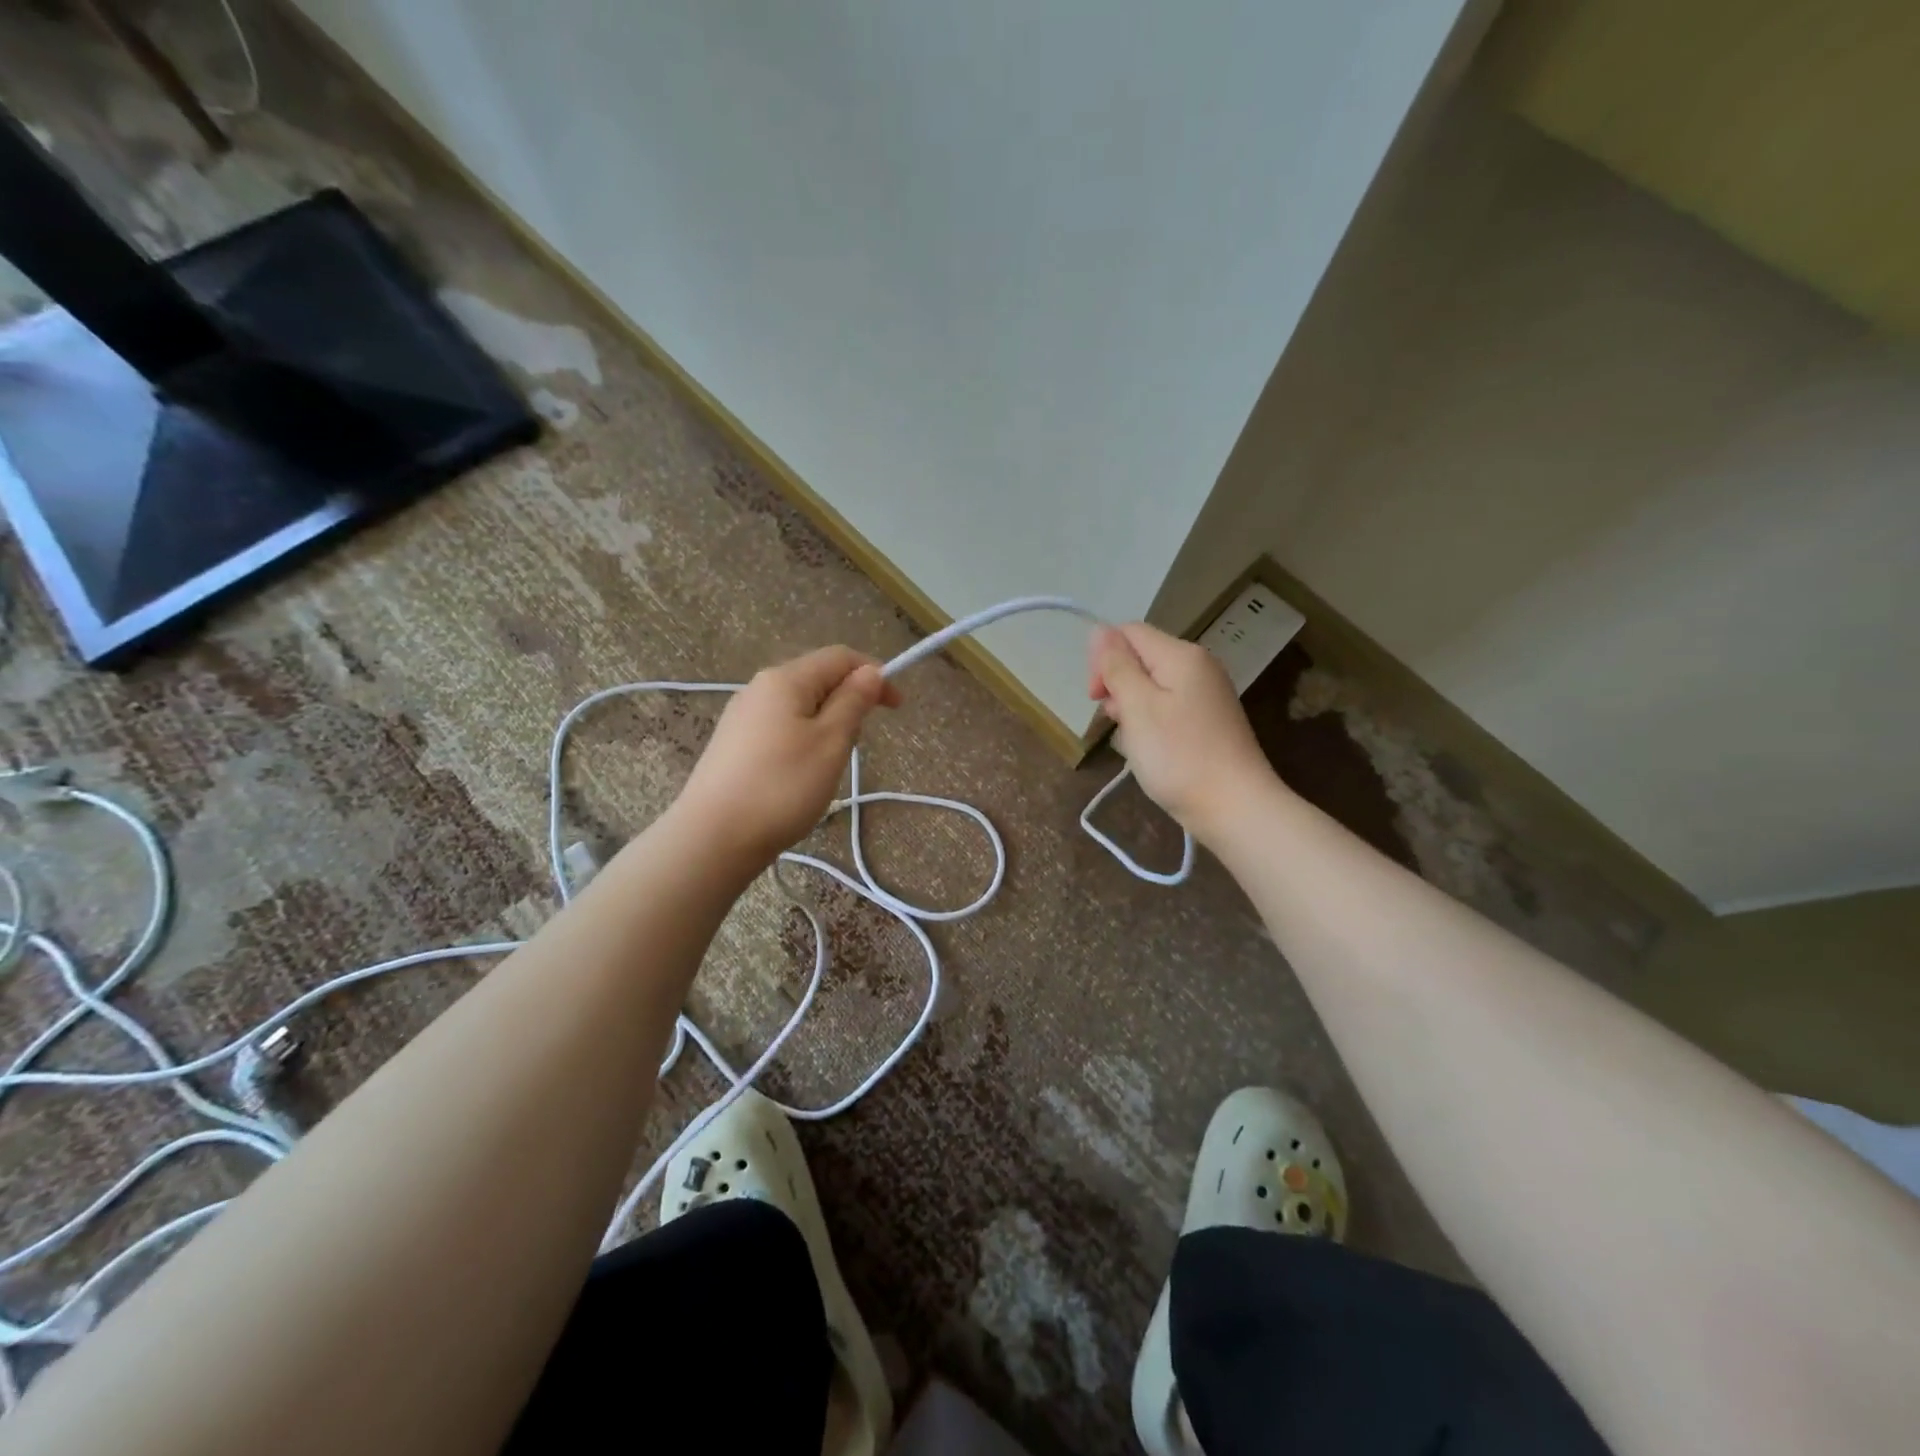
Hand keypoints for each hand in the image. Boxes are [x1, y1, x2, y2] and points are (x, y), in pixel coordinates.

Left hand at [676, 646, 901, 867]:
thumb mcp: (831, 742)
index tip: (897, 708)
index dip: (874, 674)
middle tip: (861, 742)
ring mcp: (742, 716)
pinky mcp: (733, 744)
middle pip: (817, 678)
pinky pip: (780, 726)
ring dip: (827, 722)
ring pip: (799, 705)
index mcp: (785, 679)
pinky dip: (803, 738)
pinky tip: (801, 772)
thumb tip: (870, 671)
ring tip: (832, 763)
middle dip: (849, 700)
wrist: (713, 837)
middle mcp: (759, 688)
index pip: (839, 657)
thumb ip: (853, 702)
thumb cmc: (783, 787)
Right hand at [1088, 623, 1277, 838]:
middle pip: (1141, 658)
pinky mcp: (1208, 721)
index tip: (1096, 698)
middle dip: (1118, 686)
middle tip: (1116, 723)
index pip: (1129, 633)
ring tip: (1135, 742)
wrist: (1234, 807)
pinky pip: (1167, 709)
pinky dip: (1151, 725)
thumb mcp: (1137, 707)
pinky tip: (1151, 751)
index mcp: (1182, 655)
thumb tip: (1100, 630)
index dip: (1103, 658)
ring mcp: (1206, 695)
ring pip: (1151, 687)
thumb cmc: (1178, 756)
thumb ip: (1116, 665)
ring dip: (1132, 710)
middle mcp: (1198, 667)